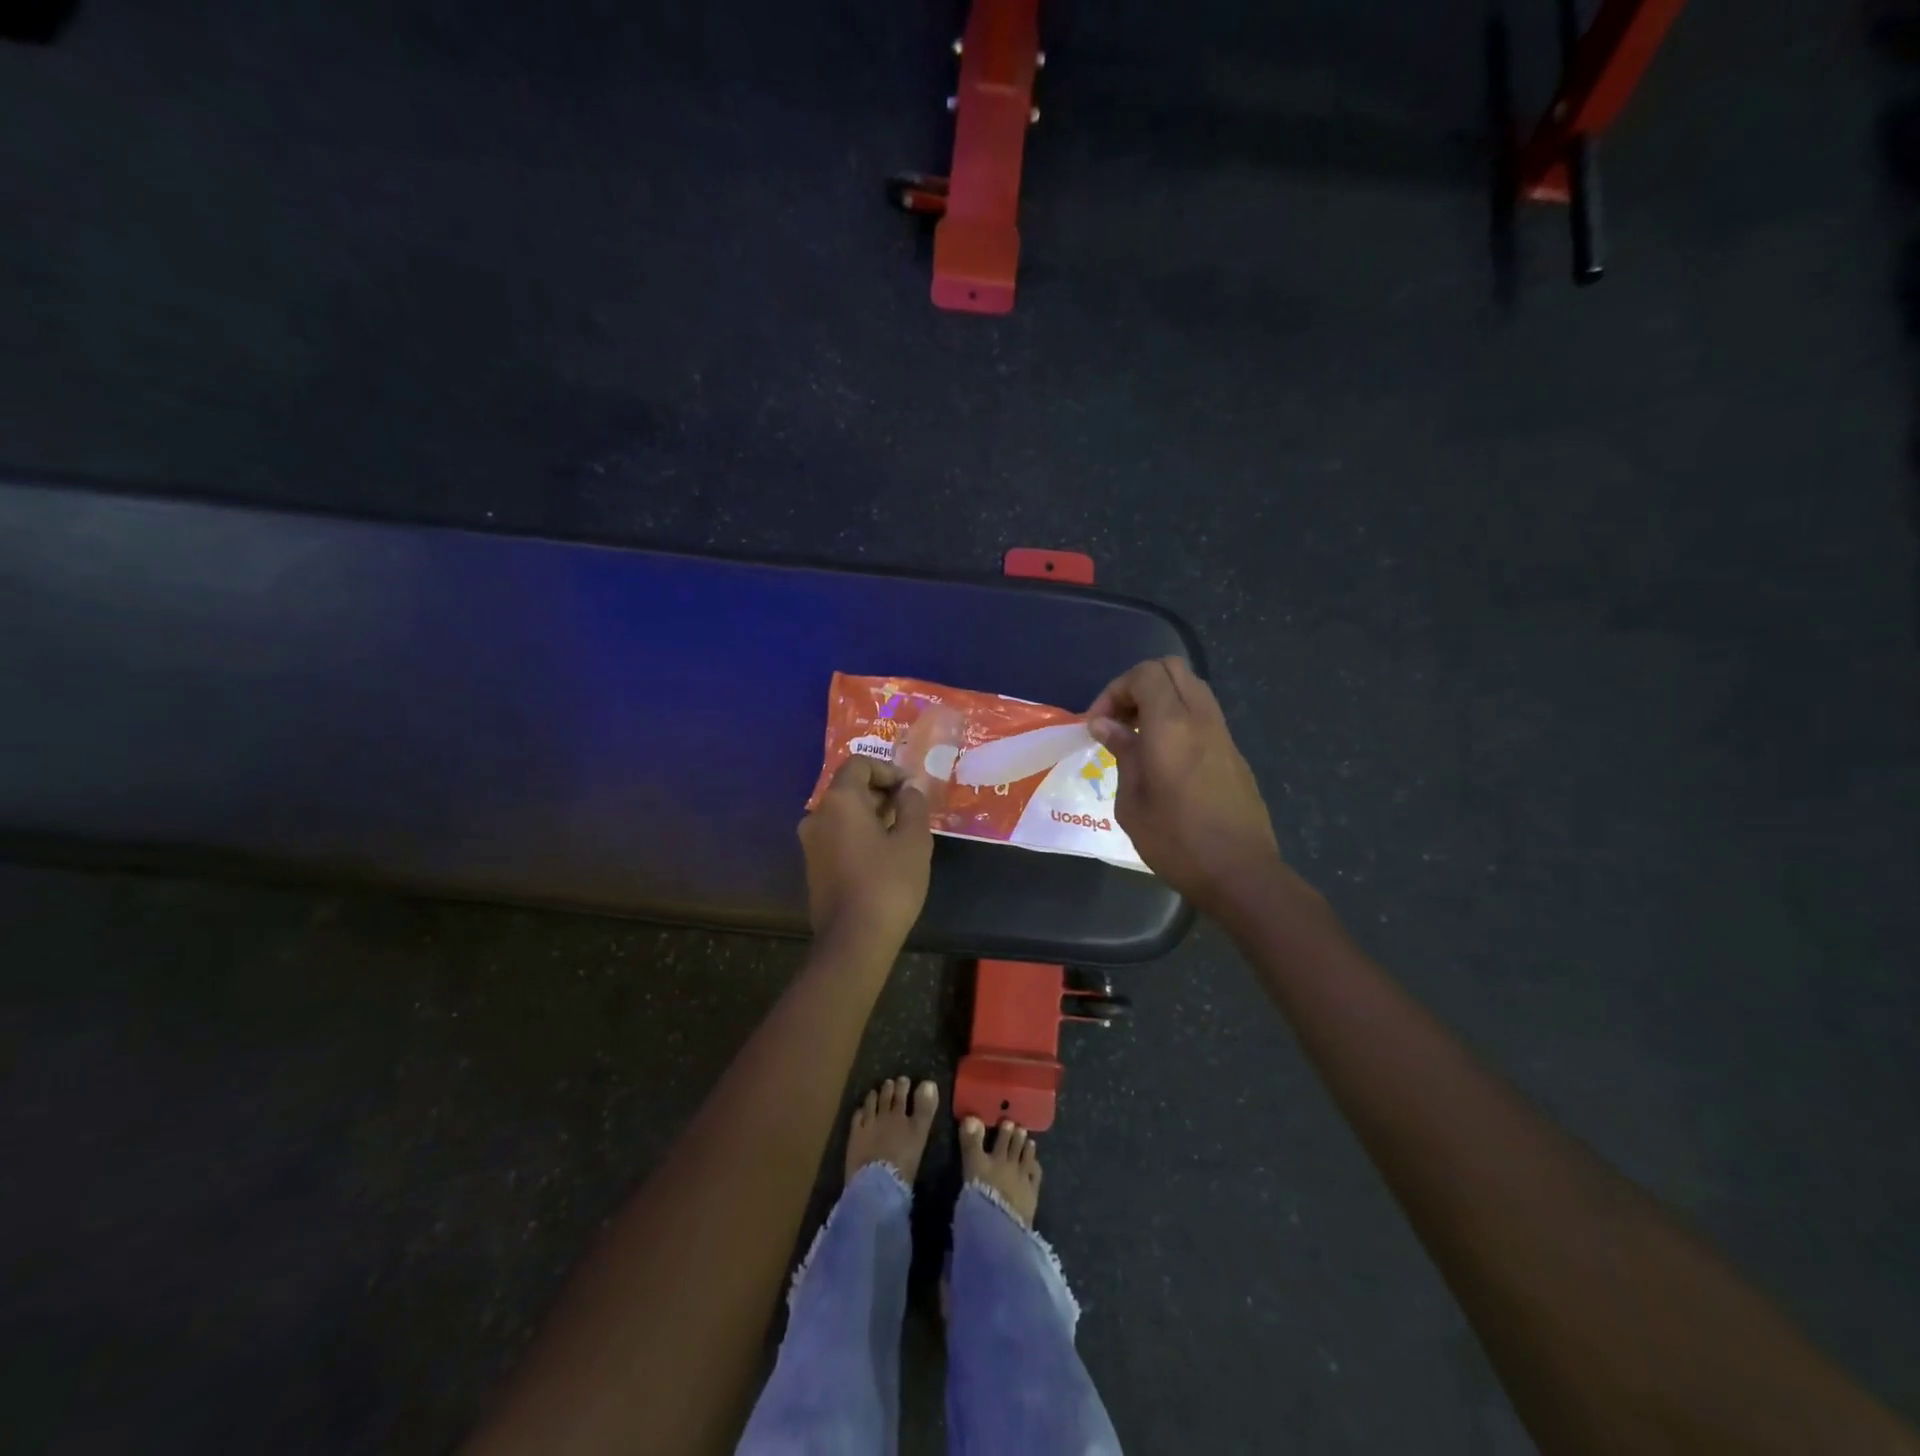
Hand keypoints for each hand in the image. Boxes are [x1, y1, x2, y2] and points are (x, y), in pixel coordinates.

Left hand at [798, 757, 933, 956]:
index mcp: (840, 801)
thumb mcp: (913, 840)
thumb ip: (913, 806)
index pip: (860, 764)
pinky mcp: (813, 866)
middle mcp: (818, 815)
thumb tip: (908, 790)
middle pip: (849, 788)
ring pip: (843, 814)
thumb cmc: (888, 883)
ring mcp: (811, 842)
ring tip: (901, 834)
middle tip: (911, 812)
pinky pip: (837, 836)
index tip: (911, 790)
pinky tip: (883, 856)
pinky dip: (859, 835)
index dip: (888, 770)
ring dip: (871, 815)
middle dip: (881, 793)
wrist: (854, 940)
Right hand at [1087, 657, 1281, 910]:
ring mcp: (1223, 734)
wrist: (1240, 873)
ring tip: (1138, 735)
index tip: (1099, 724)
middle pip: (1171, 669)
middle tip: (1118, 720)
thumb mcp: (1132, 801)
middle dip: (1138, 685)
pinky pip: (1203, 714)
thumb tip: (1106, 725)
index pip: (1145, 674)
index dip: (1115, 689)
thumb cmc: (1176, 841)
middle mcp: (1201, 719)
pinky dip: (1179, 717)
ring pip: (1192, 688)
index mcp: (1172, 726)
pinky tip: (1164, 755)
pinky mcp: (1234, 753)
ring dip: (1161, 699)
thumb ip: (1122, 753)